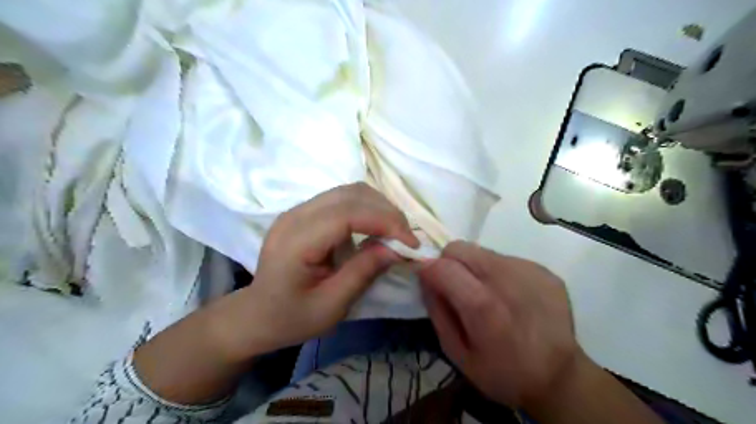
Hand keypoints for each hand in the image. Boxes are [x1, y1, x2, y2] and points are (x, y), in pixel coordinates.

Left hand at [218, 183, 418, 357]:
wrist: (256, 314)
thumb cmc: (291, 317)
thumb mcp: (332, 306)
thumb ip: (363, 272)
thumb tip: (397, 248)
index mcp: (296, 241)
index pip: (347, 214)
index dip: (385, 221)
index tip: (411, 243)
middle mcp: (295, 215)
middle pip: (351, 194)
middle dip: (387, 212)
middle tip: (406, 239)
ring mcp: (298, 210)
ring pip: (349, 191)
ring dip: (379, 207)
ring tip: (395, 232)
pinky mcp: (305, 212)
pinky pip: (343, 198)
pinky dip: (367, 208)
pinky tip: (376, 227)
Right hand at [417, 243, 580, 409]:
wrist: (561, 378)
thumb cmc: (503, 373)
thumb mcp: (457, 354)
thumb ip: (437, 311)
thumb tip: (425, 278)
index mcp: (483, 307)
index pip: (443, 265)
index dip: (428, 268)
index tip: (426, 278)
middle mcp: (507, 280)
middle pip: (460, 248)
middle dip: (449, 262)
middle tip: (456, 287)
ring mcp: (529, 271)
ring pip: (482, 251)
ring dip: (474, 267)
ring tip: (487, 293)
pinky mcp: (544, 270)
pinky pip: (506, 259)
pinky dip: (498, 272)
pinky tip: (510, 296)